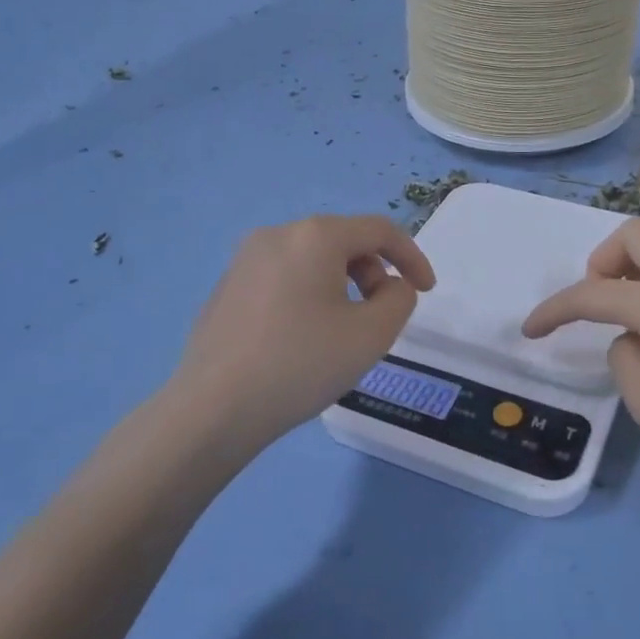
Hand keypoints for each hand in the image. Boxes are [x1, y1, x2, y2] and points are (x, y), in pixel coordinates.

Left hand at [165, 214, 435, 457]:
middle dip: (373, 273)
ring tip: (341, 332)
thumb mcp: (371, 334)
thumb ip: (398, 299)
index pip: (379, 230)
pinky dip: (308, 296)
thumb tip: (388, 286)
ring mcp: (244, 260)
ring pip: (311, 260)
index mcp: (314, 236)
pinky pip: (283, 278)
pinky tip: (301, 340)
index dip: (412, 257)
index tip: (426, 292)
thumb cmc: (301, 365)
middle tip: (379, 317)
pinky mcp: (227, 287)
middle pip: (343, 241)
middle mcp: (277, 234)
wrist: (213, 408)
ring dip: (341, 285)